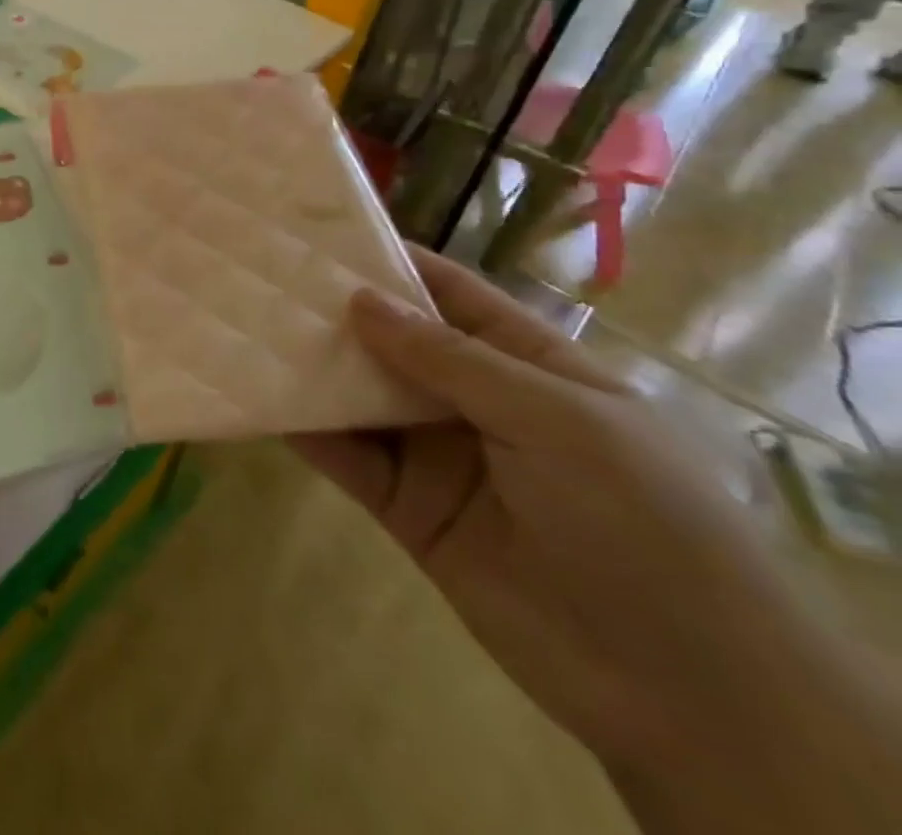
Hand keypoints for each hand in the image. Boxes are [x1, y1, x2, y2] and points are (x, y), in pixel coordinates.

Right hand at [293, 248, 901, 834]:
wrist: (683, 693)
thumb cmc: (642, 523)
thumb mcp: (559, 421)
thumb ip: (451, 359)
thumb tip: (360, 299)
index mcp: (528, 364)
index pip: (449, 293)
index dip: (389, 260)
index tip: (318, 233)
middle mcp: (473, 400)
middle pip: (391, 340)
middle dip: (332, 310)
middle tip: (258, 276)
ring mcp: (434, 453)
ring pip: (358, 395)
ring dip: (308, 365)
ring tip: (243, 326)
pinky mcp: (402, 505)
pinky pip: (344, 455)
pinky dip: (302, 427)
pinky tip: (255, 397)